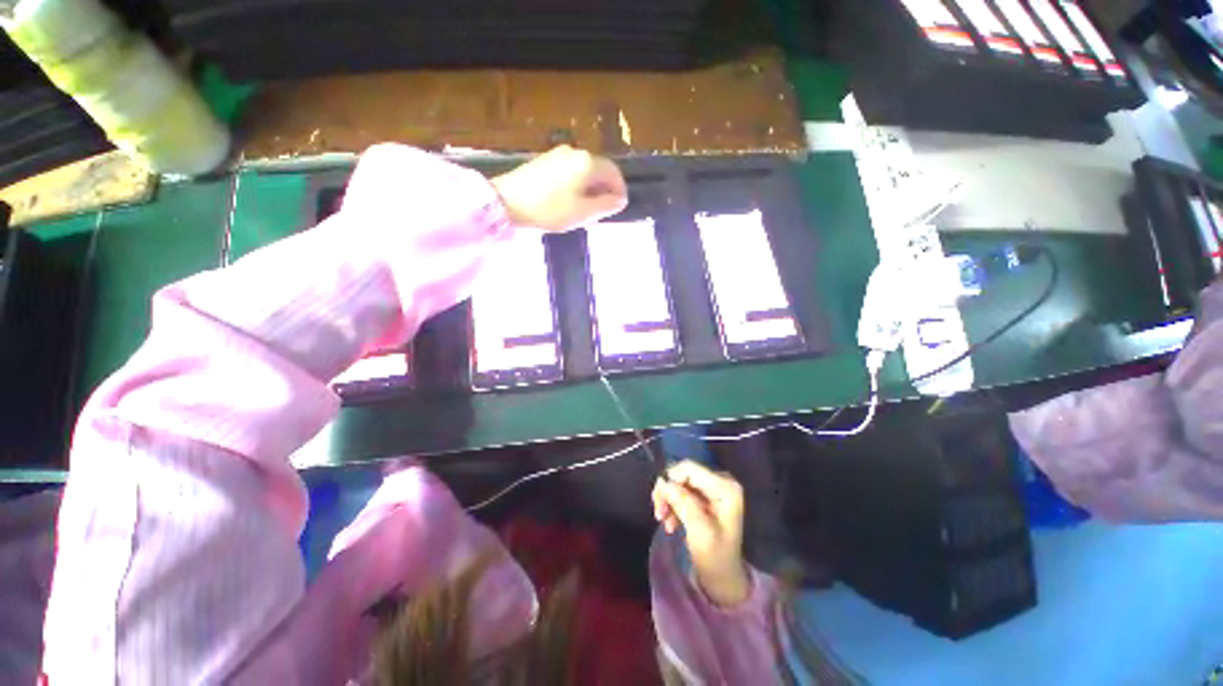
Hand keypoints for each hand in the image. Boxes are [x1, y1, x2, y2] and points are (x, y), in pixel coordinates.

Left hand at [490, 145, 627, 232]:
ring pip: (584, 171)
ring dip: (590, 188)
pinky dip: (577, 185)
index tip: (617, 209)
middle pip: (600, 170)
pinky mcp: (545, 161)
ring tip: (584, 209)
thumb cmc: (550, 209)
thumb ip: (606, 205)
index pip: (615, 173)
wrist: (507, 202)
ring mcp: (558, 154)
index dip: (620, 191)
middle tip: (600, 212)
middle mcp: (576, 152)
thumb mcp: (583, 213)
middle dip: (604, 190)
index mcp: (588, 163)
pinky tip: (568, 200)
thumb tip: (620, 199)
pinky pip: (570, 171)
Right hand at [652, 460, 750, 606]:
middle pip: (684, 474)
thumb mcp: (698, 531)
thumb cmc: (715, 557)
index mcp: (725, 487)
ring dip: (669, 500)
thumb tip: (662, 481)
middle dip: (668, 492)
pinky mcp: (707, 494)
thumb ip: (682, 503)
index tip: (658, 501)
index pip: (690, 469)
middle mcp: (721, 480)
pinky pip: (683, 490)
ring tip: (663, 521)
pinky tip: (671, 522)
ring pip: (680, 481)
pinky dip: (674, 504)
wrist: (723, 577)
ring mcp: (714, 487)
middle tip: (659, 514)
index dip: (670, 480)